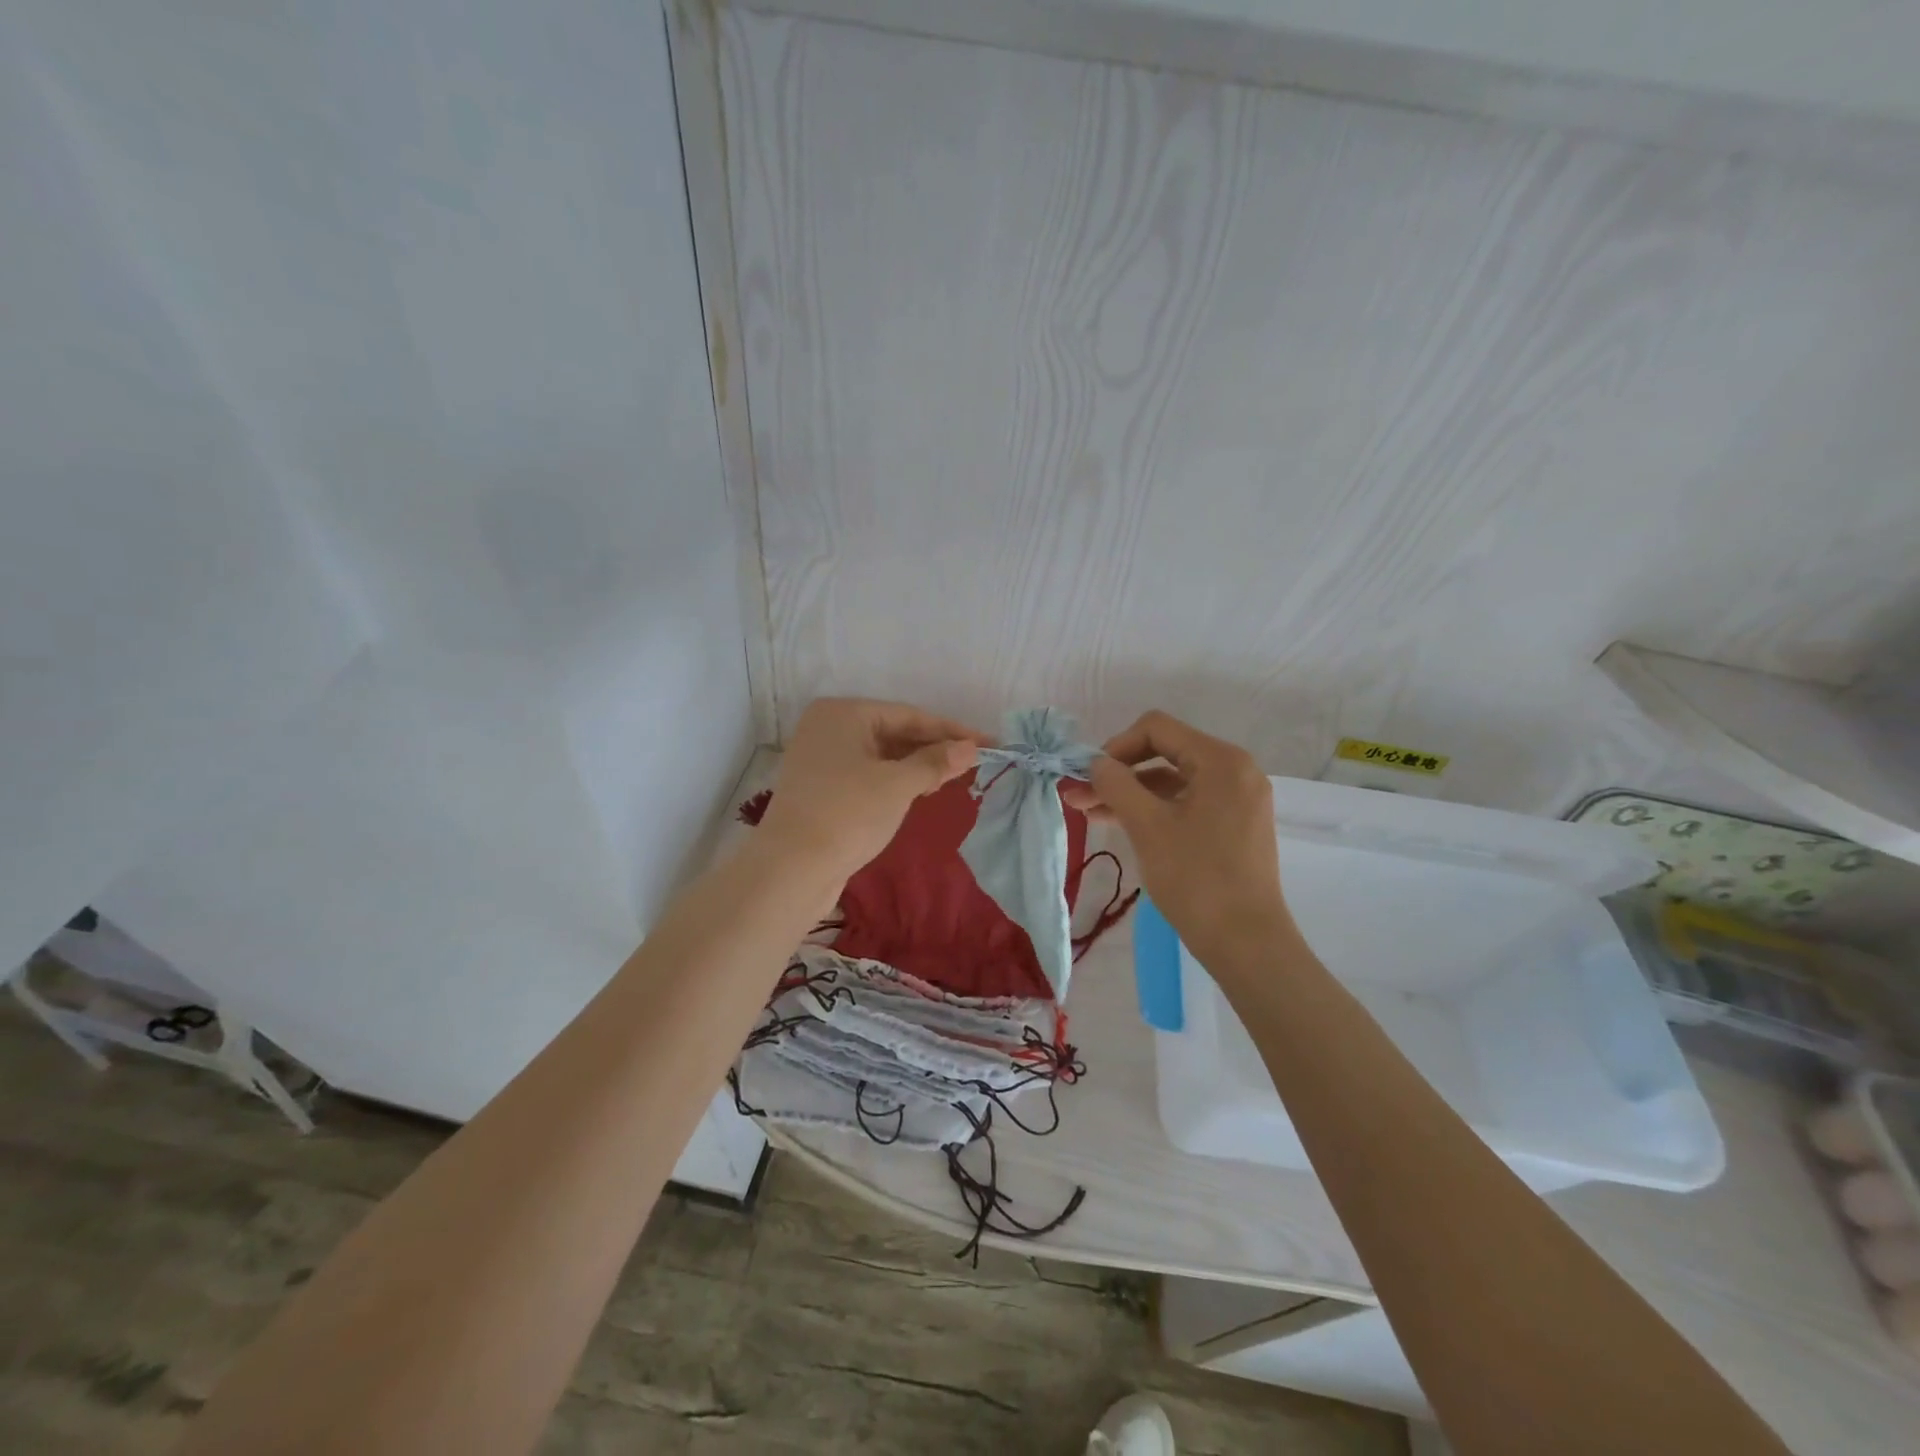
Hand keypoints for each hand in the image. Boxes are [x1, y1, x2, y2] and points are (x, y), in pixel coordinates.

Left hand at [759, 698, 987, 879]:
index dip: (951, 731)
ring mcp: (821, 758)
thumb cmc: (848, 814)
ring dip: (916, 766)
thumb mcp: (898, 785)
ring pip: (881, 754)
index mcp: (843, 713)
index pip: (908, 715)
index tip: (988, 743)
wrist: (791, 869)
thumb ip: (935, 763)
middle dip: (933, 748)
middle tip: (973, 763)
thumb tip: (971, 748)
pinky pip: (867, 773)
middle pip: (894, 731)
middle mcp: (828, 727)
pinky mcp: (821, 788)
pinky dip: (895, 780)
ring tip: (951, 779)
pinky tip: (919, 792)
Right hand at [1065, 711, 1289, 967]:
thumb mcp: (1147, 825)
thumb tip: (1095, 763)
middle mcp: (1236, 770)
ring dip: (1131, 793)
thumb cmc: (1196, 878)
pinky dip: (1154, 810)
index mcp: (1221, 760)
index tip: (1090, 776)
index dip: (1116, 746)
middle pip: (1165, 753)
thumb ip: (1116, 784)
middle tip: (1079, 796)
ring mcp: (1238, 799)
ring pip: (1173, 781)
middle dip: (1119, 773)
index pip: (1157, 729)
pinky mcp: (1235, 825)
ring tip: (1090, 813)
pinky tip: (1120, 824)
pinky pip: (1187, 803)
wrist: (1246, 943)